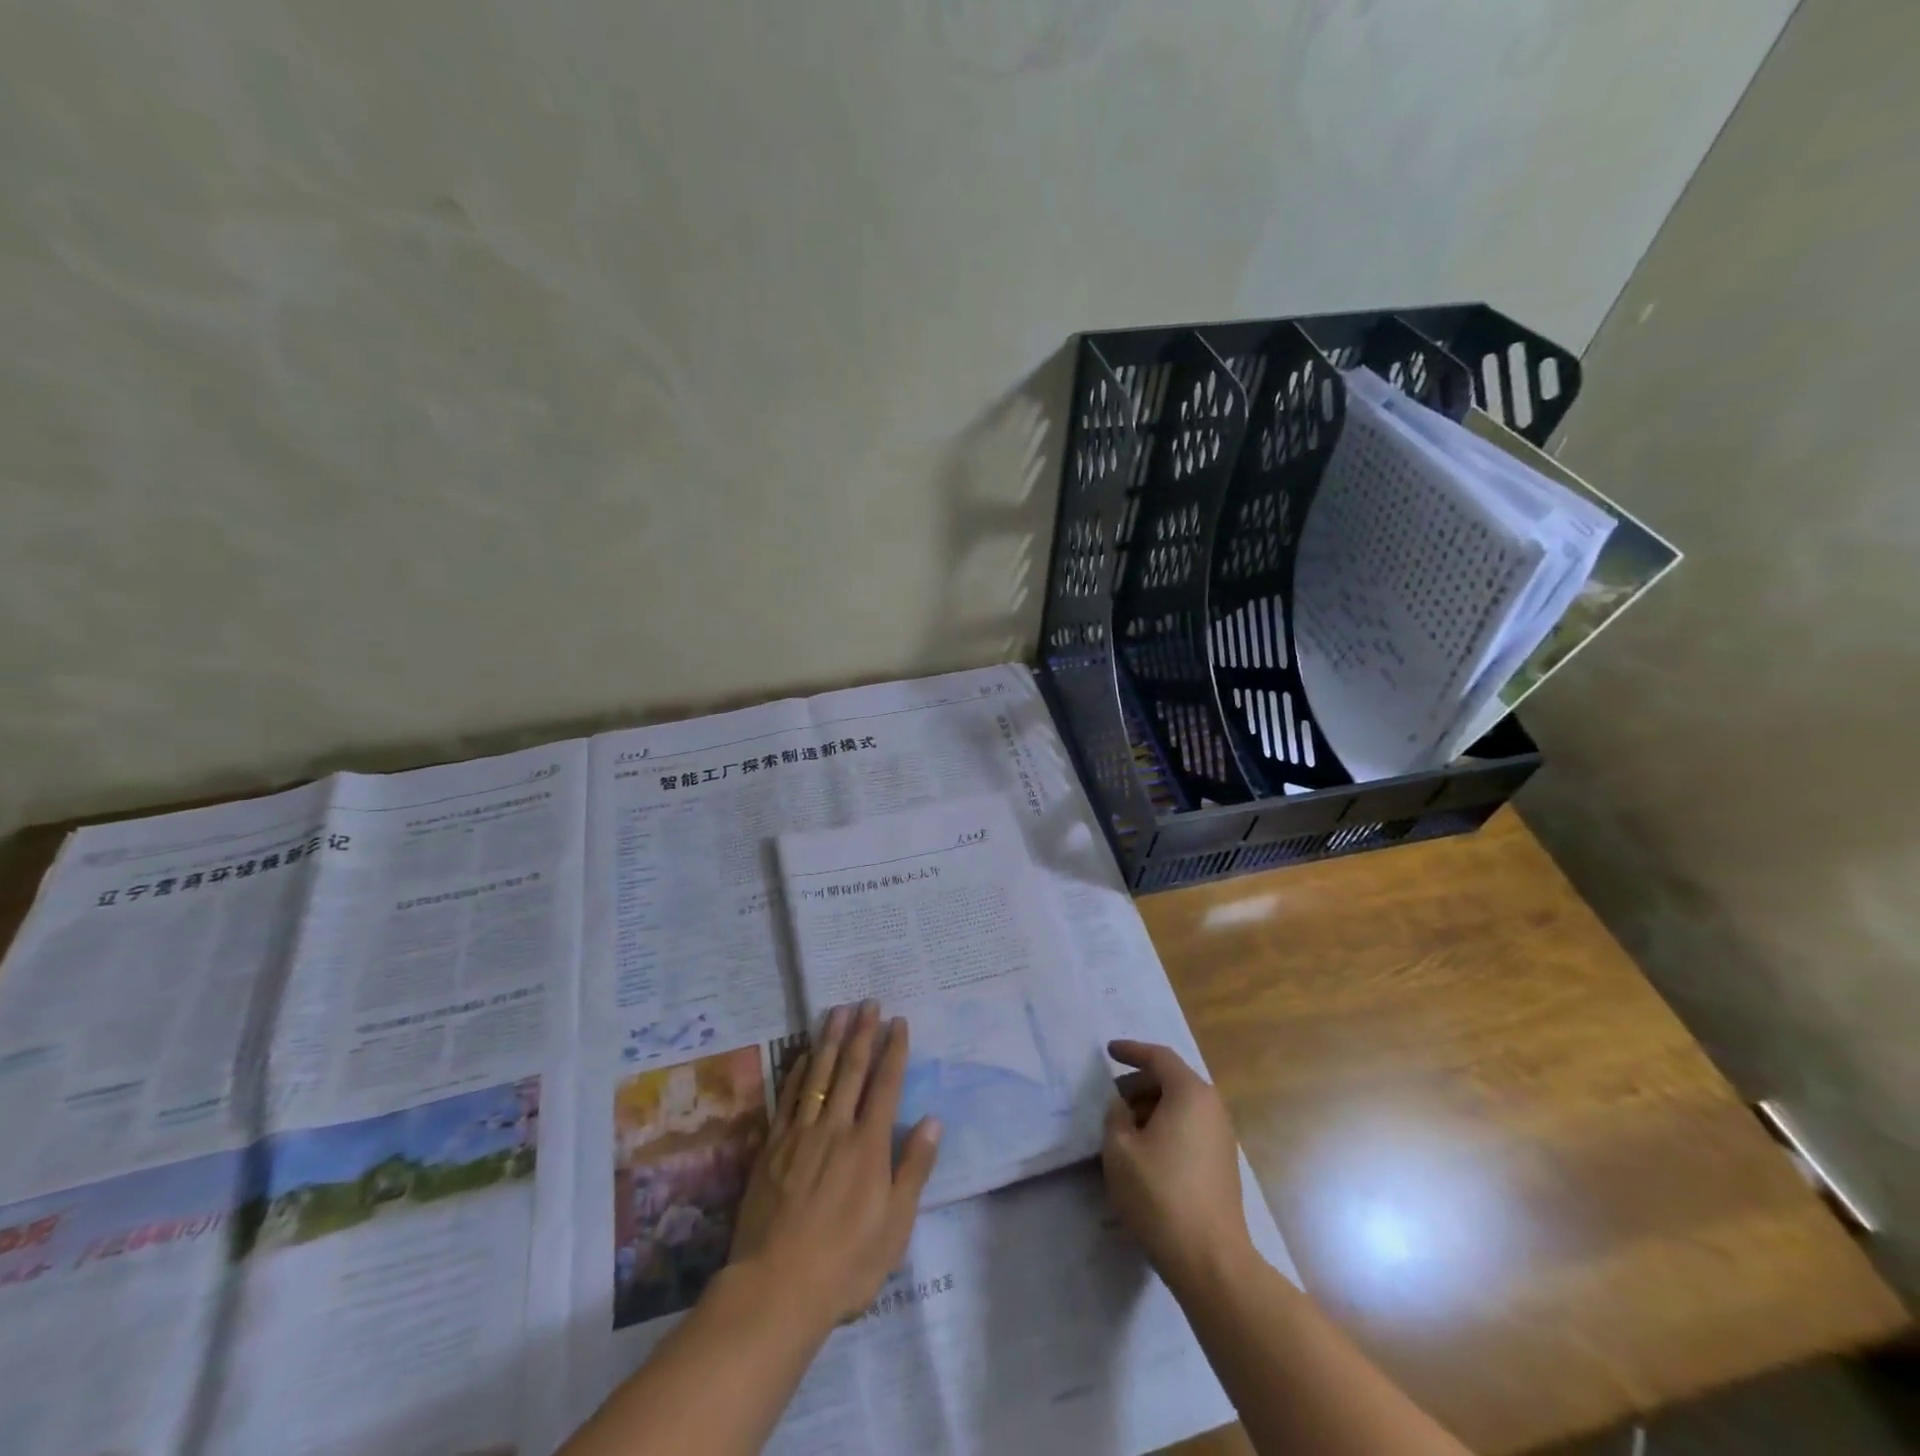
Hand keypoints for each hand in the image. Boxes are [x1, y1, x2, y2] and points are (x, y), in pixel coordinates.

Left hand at [729, 1002, 941, 1329]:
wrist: (776, 1288)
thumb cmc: (846, 1263)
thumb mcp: (896, 1225)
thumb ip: (914, 1168)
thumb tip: (934, 1120)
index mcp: (868, 1144)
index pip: (886, 1084)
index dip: (894, 1050)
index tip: (898, 1021)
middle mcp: (836, 1128)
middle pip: (851, 1069)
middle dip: (862, 1032)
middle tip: (868, 1001)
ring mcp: (800, 1134)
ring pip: (818, 1074)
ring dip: (830, 1040)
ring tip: (837, 1010)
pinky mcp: (772, 1148)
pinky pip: (787, 1098)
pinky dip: (796, 1072)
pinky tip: (801, 1055)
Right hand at [1101, 1040, 1252, 1288]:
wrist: (1210, 1260)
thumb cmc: (1159, 1195)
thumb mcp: (1120, 1149)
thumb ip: (1116, 1115)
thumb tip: (1123, 1107)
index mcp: (1189, 1093)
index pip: (1159, 1057)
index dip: (1132, 1051)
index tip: (1109, 1051)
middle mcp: (1212, 1107)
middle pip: (1172, 1080)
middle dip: (1140, 1084)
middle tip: (1113, 1098)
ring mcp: (1222, 1137)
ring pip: (1182, 1106)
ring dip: (1152, 1108)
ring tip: (1125, 1128)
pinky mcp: (1223, 1164)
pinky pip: (1190, 1128)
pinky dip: (1167, 1127)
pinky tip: (1146, 1152)